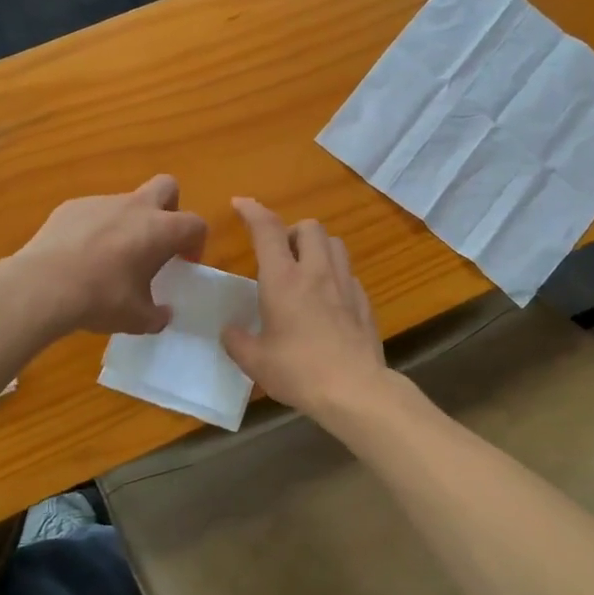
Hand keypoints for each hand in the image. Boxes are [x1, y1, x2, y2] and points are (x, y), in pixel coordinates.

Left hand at [14, 175, 207, 335]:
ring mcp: (100, 202)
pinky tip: (79, 257)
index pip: (195, 224)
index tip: (185, 263)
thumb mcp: (137, 319)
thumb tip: (162, 315)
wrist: (42, 286)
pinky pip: (93, 213)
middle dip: (169, 209)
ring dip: (128, 224)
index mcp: (160, 230)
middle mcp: (134, 207)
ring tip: (110, 259)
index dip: (196, 242)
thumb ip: (156, 315)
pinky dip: (95, 229)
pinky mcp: (70, 207)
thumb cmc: (101, 299)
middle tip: (157, 241)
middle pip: (167, 187)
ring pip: (126, 202)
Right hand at [221, 199, 387, 417]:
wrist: (354, 389)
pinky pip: (349, 274)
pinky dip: (335, 275)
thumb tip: (229, 331)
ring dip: (317, 247)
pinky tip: (328, 299)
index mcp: (283, 279)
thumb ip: (237, 341)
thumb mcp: (255, 361)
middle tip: (279, 255)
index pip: (267, 229)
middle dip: (291, 231)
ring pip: (335, 244)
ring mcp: (345, 285)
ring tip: (305, 269)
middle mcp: (316, 272)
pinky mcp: (364, 302)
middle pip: (309, 227)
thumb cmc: (298, 371)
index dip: (252, 211)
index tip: (241, 204)